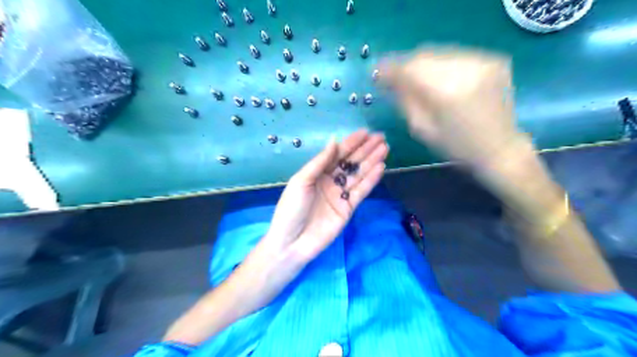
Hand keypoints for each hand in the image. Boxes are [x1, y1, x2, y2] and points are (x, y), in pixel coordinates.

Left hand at [263, 130, 387, 263]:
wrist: (292, 242)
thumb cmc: (291, 209)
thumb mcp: (301, 181)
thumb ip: (319, 162)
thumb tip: (334, 141)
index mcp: (316, 173)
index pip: (337, 154)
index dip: (351, 143)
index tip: (365, 132)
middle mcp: (330, 181)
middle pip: (351, 162)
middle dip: (365, 149)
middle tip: (381, 137)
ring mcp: (340, 194)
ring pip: (359, 174)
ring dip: (371, 161)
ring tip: (385, 148)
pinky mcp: (349, 208)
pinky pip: (362, 191)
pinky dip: (372, 179)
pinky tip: (381, 167)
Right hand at [377, 46, 527, 168]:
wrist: (499, 148)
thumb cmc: (456, 147)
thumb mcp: (422, 129)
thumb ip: (404, 101)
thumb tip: (389, 82)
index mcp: (445, 92)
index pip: (409, 69)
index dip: (390, 69)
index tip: (377, 73)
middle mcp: (465, 70)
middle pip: (423, 56)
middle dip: (405, 64)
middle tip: (394, 75)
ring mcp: (483, 61)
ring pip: (440, 53)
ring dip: (422, 63)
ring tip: (414, 76)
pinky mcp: (493, 60)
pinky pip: (457, 56)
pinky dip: (442, 64)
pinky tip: (439, 78)